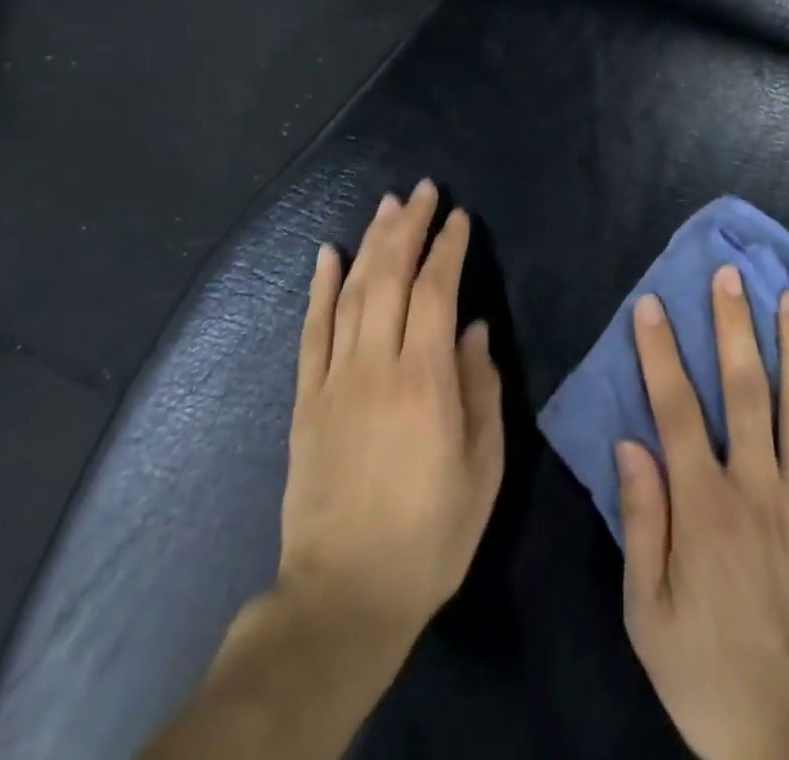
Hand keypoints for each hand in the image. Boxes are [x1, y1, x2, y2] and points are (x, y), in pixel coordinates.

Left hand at [277, 180, 504, 644]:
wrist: (343, 596)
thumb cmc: (429, 535)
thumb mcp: (482, 470)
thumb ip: (482, 390)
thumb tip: (476, 329)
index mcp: (425, 382)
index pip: (436, 292)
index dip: (449, 248)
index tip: (460, 218)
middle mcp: (376, 366)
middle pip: (390, 277)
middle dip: (409, 227)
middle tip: (424, 191)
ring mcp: (334, 379)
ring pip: (351, 293)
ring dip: (371, 243)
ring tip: (388, 206)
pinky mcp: (306, 399)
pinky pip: (311, 330)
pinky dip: (319, 287)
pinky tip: (327, 253)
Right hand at [617, 266, 788, 759]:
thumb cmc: (710, 677)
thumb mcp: (648, 614)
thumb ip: (642, 522)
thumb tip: (630, 442)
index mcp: (703, 505)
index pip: (675, 409)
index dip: (661, 352)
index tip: (653, 305)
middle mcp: (756, 486)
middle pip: (743, 389)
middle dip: (733, 326)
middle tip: (731, 275)